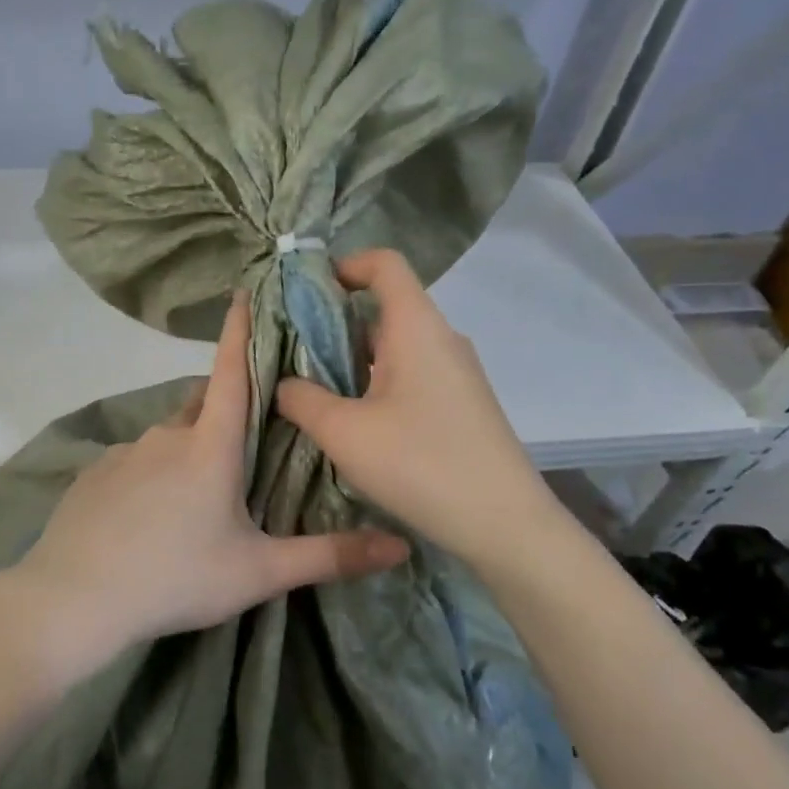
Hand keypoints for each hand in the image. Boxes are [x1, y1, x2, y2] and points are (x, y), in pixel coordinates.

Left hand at [0, 292, 408, 684]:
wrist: (78, 598)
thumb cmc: (177, 577)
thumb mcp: (259, 572)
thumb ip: (329, 556)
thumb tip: (401, 546)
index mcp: (210, 446)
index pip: (232, 373)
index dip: (239, 331)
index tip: (243, 293)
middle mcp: (166, 436)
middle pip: (201, 406)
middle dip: (223, 409)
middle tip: (243, 440)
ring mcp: (124, 453)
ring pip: (167, 438)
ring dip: (186, 451)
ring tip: (195, 497)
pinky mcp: (94, 475)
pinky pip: (134, 463)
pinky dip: (150, 476)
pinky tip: (149, 517)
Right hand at [276, 249, 556, 563]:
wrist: (504, 524)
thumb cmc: (420, 463)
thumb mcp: (343, 432)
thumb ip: (302, 398)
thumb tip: (284, 383)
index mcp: (417, 327)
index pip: (385, 264)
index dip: (345, 265)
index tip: (306, 293)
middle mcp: (441, 339)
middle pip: (384, 308)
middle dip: (334, 323)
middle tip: (291, 352)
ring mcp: (457, 373)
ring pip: (396, 346)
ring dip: (352, 359)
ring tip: (313, 390)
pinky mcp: (462, 403)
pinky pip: (412, 374)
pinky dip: (377, 382)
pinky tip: (355, 421)